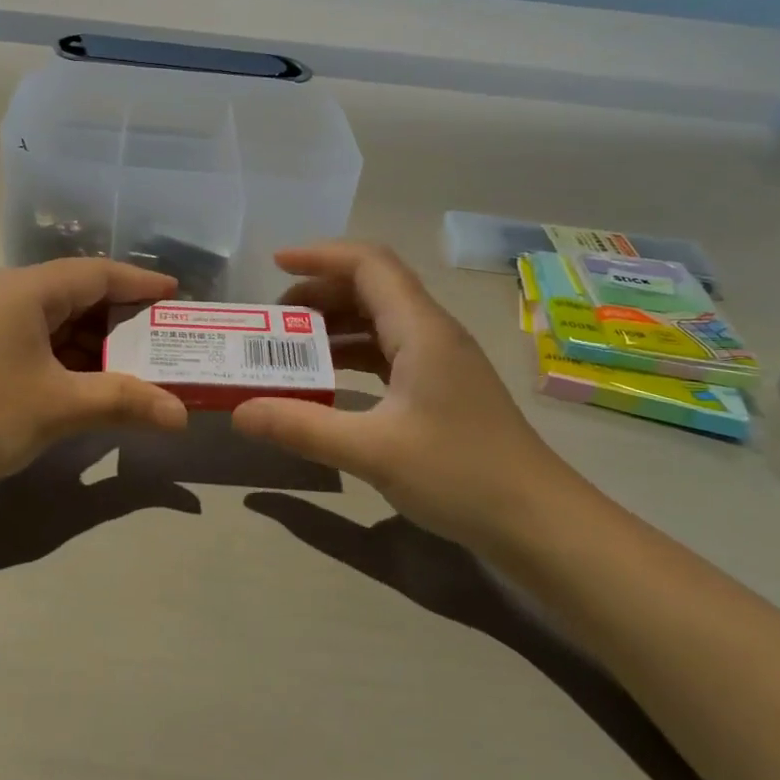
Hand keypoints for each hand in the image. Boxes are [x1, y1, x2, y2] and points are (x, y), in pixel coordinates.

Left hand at [0, 260, 188, 498]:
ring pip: (54, 319)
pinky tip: (88, 382)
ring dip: (93, 341)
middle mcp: (4, 292)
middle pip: (76, 293)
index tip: (177, 297)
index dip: (141, 284)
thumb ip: (125, 402)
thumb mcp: (61, 407)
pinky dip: (66, 356)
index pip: (97, 273)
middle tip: (163, 339)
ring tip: (135, 365)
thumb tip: (181, 415)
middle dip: (121, 318)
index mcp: (25, 290)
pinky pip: (34, 338)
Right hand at [231, 243, 576, 546]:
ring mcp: (441, 361)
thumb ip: (302, 427)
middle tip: (273, 319)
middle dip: (319, 292)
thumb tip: (239, 412)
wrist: (539, 522)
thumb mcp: (372, 451)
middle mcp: (433, 333)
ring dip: (335, 325)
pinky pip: (389, 352)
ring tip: (290, 347)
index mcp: (421, 330)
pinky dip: (352, 354)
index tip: (274, 265)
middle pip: (372, 288)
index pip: (369, 265)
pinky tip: (328, 380)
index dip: (320, 256)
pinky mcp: (442, 388)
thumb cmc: (461, 475)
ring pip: (380, 321)